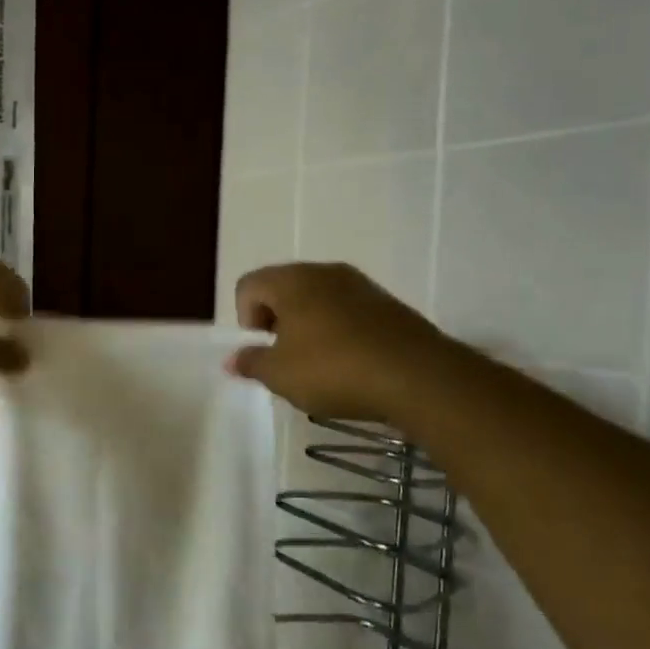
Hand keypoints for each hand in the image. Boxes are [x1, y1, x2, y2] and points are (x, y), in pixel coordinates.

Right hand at [230, 263, 459, 423]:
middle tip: (285, 358)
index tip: (263, 350)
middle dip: (276, 321)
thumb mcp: (280, 375)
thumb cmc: (334, 370)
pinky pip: (347, 311)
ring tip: (318, 364)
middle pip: (283, 288)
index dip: (245, 319)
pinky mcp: (387, 303)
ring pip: (317, 299)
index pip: (248, 285)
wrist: (417, 376)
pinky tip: (348, 364)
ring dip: (308, 326)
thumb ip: (251, 363)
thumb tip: (232, 359)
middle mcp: (324, 272)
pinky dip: (338, 331)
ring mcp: (360, 285)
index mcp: (292, 280)